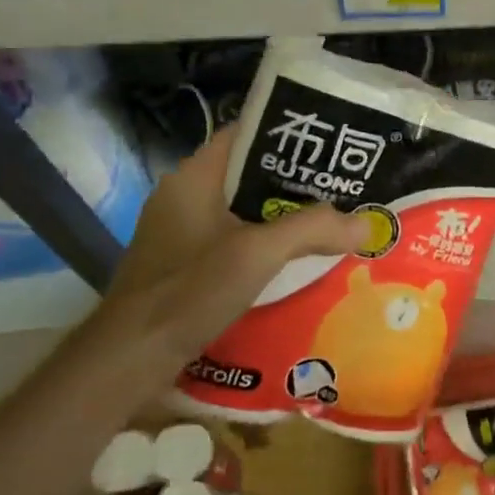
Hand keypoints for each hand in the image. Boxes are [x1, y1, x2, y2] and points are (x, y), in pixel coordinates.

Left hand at [102, 131, 370, 355]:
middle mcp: (185, 196)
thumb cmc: (188, 291)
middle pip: (250, 175)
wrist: (128, 360)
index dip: (288, 134)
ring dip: (283, 215)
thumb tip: (366, 223)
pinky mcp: (184, 264)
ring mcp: (182, 232)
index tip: (331, 143)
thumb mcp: (257, 254)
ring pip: (245, 210)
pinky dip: (265, 243)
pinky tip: (297, 258)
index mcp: (194, 177)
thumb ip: (312, 230)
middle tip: (343, 185)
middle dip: (296, 180)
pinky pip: (235, 239)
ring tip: (331, 218)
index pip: (246, 135)